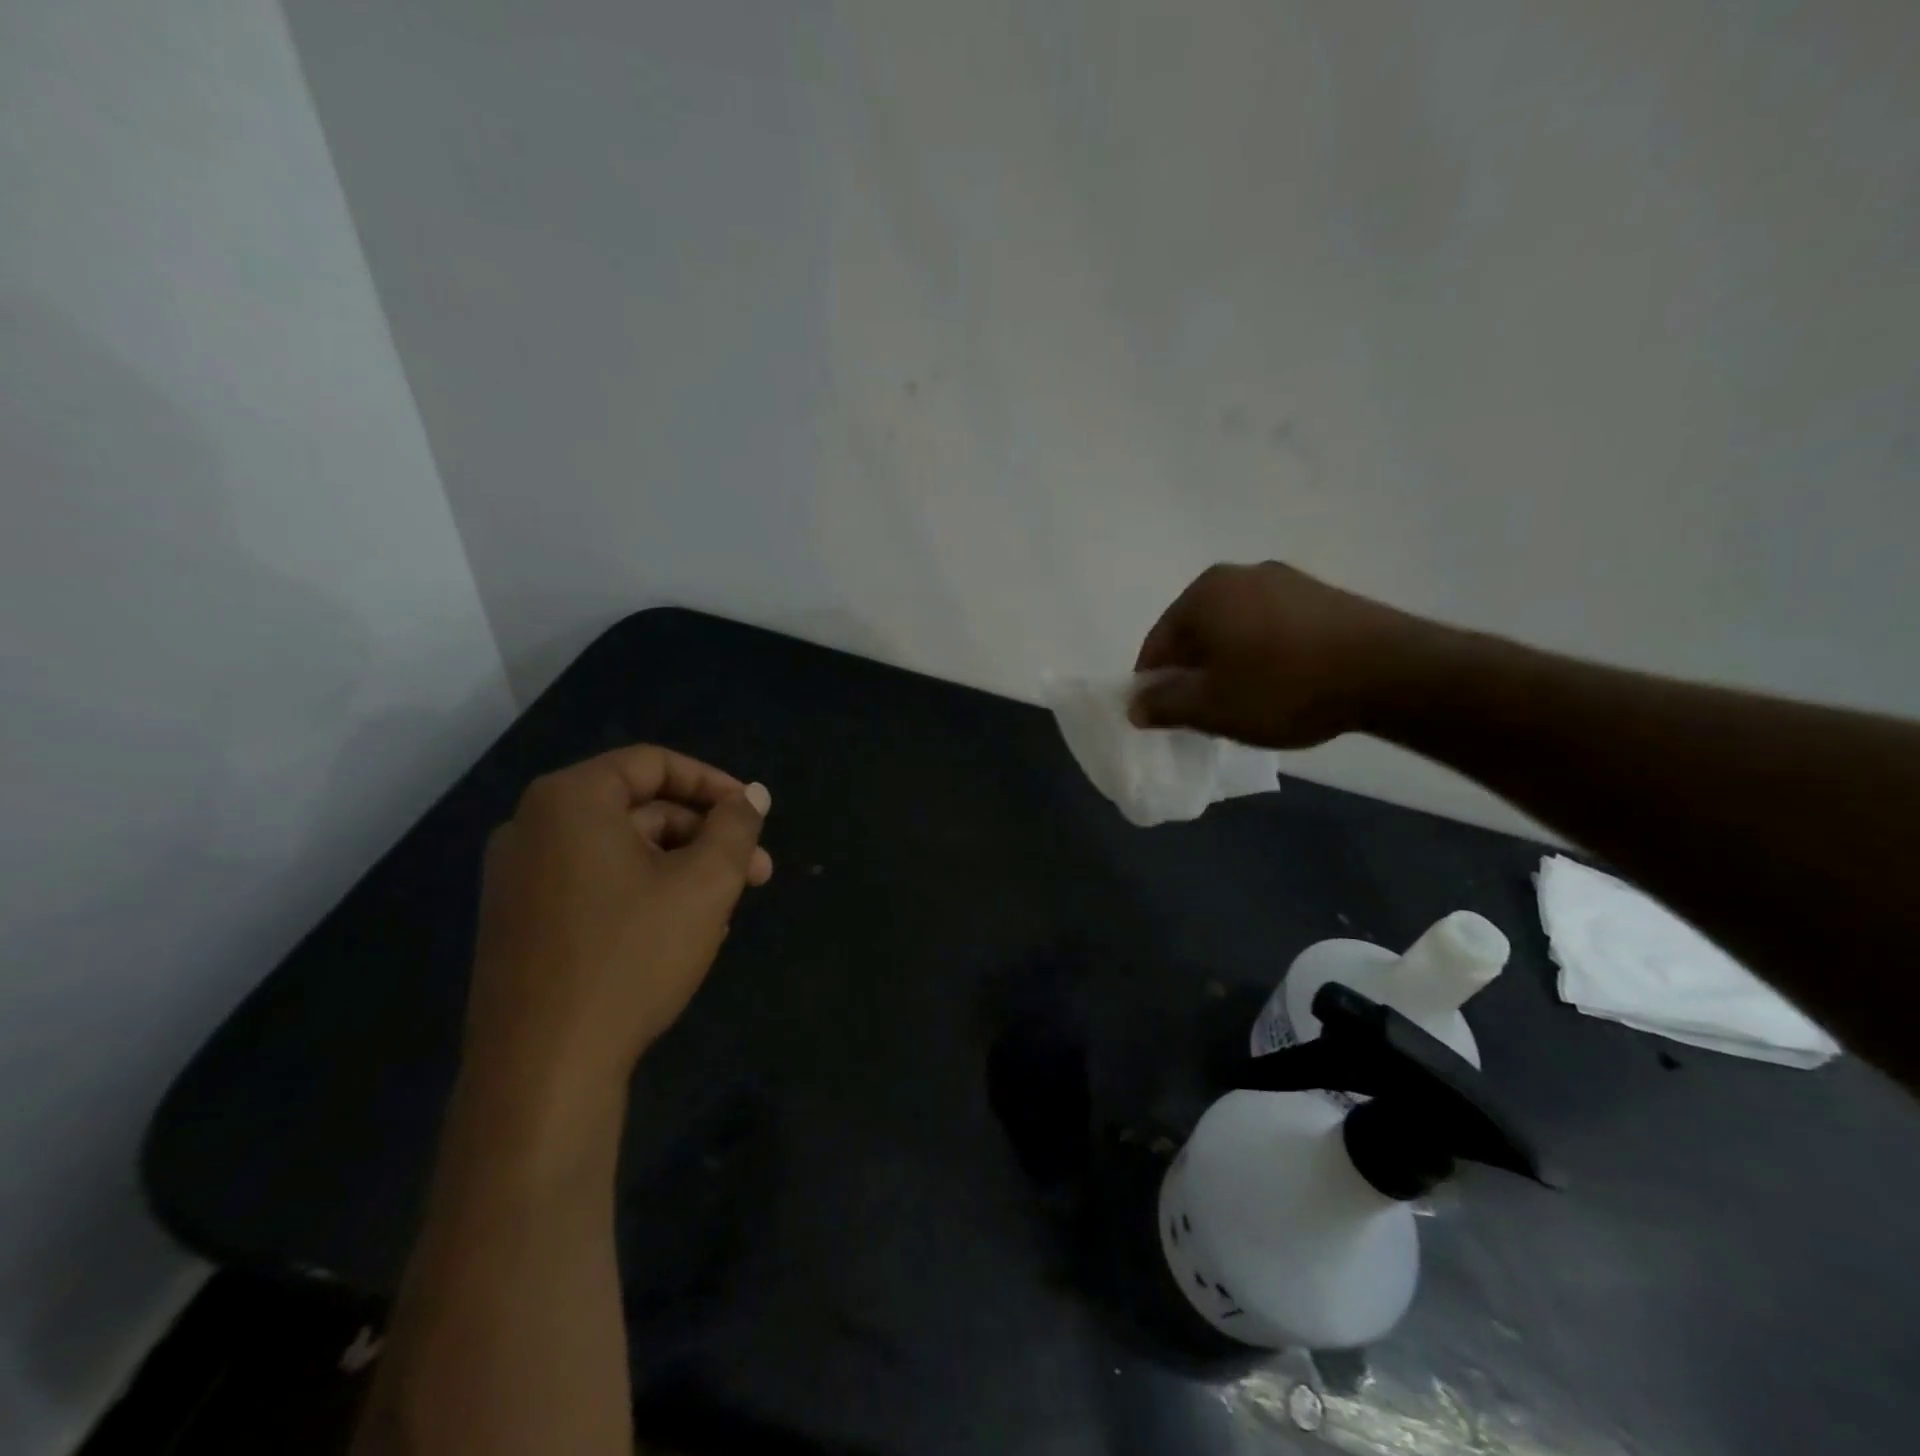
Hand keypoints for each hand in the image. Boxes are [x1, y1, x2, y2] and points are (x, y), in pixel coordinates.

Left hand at [464, 746, 771, 1101]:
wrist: (542, 1070)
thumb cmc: (631, 956)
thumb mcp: (705, 883)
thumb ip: (736, 827)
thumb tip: (753, 796)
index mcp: (571, 800)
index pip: (654, 763)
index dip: (714, 784)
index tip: (755, 816)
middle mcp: (533, 826)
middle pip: (640, 810)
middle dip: (705, 838)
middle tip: (757, 874)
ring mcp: (518, 878)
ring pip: (621, 852)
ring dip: (682, 870)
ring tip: (724, 912)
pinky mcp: (519, 923)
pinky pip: (595, 886)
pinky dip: (644, 894)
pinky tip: (680, 934)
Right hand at [1131, 562, 1428, 747]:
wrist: (1389, 671)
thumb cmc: (1282, 686)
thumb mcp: (1211, 708)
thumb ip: (1164, 706)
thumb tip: (1135, 706)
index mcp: (1204, 593)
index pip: (1158, 643)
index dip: (1153, 684)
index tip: (1163, 717)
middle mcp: (1239, 575)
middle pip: (1196, 632)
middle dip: (1193, 673)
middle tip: (1204, 713)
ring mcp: (1285, 580)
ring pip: (1234, 630)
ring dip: (1228, 664)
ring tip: (1246, 702)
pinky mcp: (1321, 595)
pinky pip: (1271, 627)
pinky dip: (1262, 655)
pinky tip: (1281, 684)